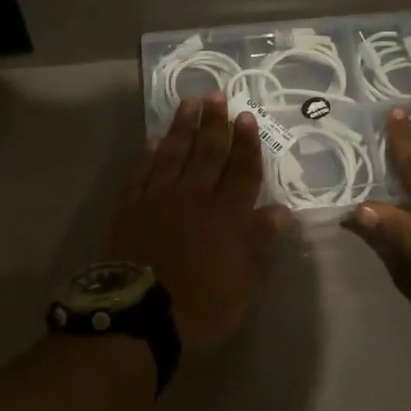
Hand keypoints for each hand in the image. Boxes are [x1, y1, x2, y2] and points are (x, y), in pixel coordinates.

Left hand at [103, 95, 289, 357]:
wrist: (138, 315)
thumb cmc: (201, 305)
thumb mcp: (244, 283)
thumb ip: (260, 242)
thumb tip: (279, 211)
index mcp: (227, 214)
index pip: (241, 170)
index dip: (246, 143)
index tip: (246, 117)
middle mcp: (195, 196)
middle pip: (208, 152)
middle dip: (215, 123)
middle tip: (218, 95)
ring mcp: (159, 198)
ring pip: (175, 153)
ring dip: (184, 127)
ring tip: (190, 103)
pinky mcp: (130, 207)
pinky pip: (142, 172)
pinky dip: (149, 154)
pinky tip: (154, 139)